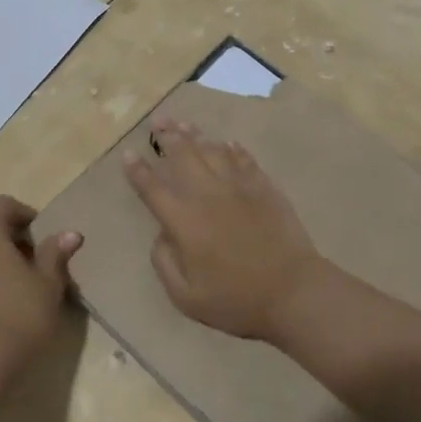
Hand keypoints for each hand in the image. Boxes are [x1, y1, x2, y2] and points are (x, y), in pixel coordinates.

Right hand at [124, 118, 321, 339]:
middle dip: (167, 137)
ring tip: (184, 123)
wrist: (292, 292)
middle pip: (183, 157)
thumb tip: (162, 235)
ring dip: (195, 135)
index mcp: (183, 221)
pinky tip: (227, 143)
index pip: (153, 189)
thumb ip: (164, 262)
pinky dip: (233, 149)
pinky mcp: (264, 188)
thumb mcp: (185, 297)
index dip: (138, 170)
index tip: (128, 153)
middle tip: (158, 121)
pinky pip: (244, 160)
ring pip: (212, 151)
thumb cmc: (235, 300)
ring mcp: (238, 187)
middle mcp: (207, 195)